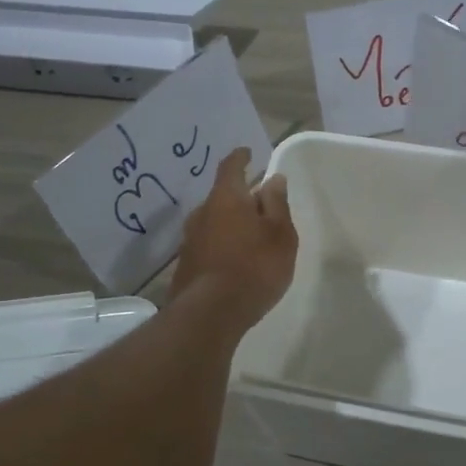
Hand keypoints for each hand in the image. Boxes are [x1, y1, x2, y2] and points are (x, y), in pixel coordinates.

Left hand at [169, 148, 297, 327]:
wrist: (210, 313)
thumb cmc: (255, 266)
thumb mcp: (280, 234)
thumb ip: (276, 204)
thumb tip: (273, 178)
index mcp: (226, 198)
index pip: (231, 167)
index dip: (240, 158)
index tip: (248, 152)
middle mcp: (202, 213)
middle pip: (222, 196)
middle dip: (239, 197)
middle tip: (258, 204)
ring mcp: (190, 240)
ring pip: (213, 222)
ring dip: (229, 223)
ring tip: (248, 235)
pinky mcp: (186, 266)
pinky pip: (208, 245)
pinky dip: (222, 245)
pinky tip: (234, 261)